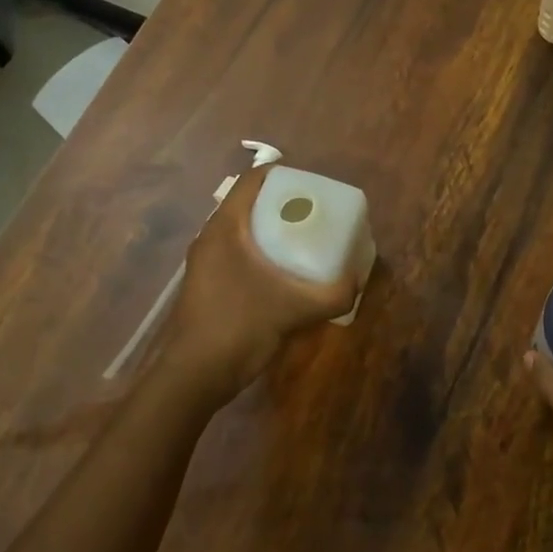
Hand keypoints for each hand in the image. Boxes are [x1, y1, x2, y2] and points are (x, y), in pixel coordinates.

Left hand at [150, 166, 360, 396]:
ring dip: (270, 230)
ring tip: (304, 241)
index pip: (252, 181)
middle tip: (315, 214)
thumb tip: (358, 282)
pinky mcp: (208, 284)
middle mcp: (210, 238)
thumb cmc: (239, 328)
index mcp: (225, 228)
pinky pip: (237, 253)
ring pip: (242, 231)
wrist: (194, 376)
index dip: (283, 175)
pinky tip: (283, 274)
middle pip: (248, 204)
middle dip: (282, 204)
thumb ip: (332, 295)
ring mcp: (205, 262)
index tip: (311, 186)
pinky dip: (260, 253)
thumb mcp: (294, 309)